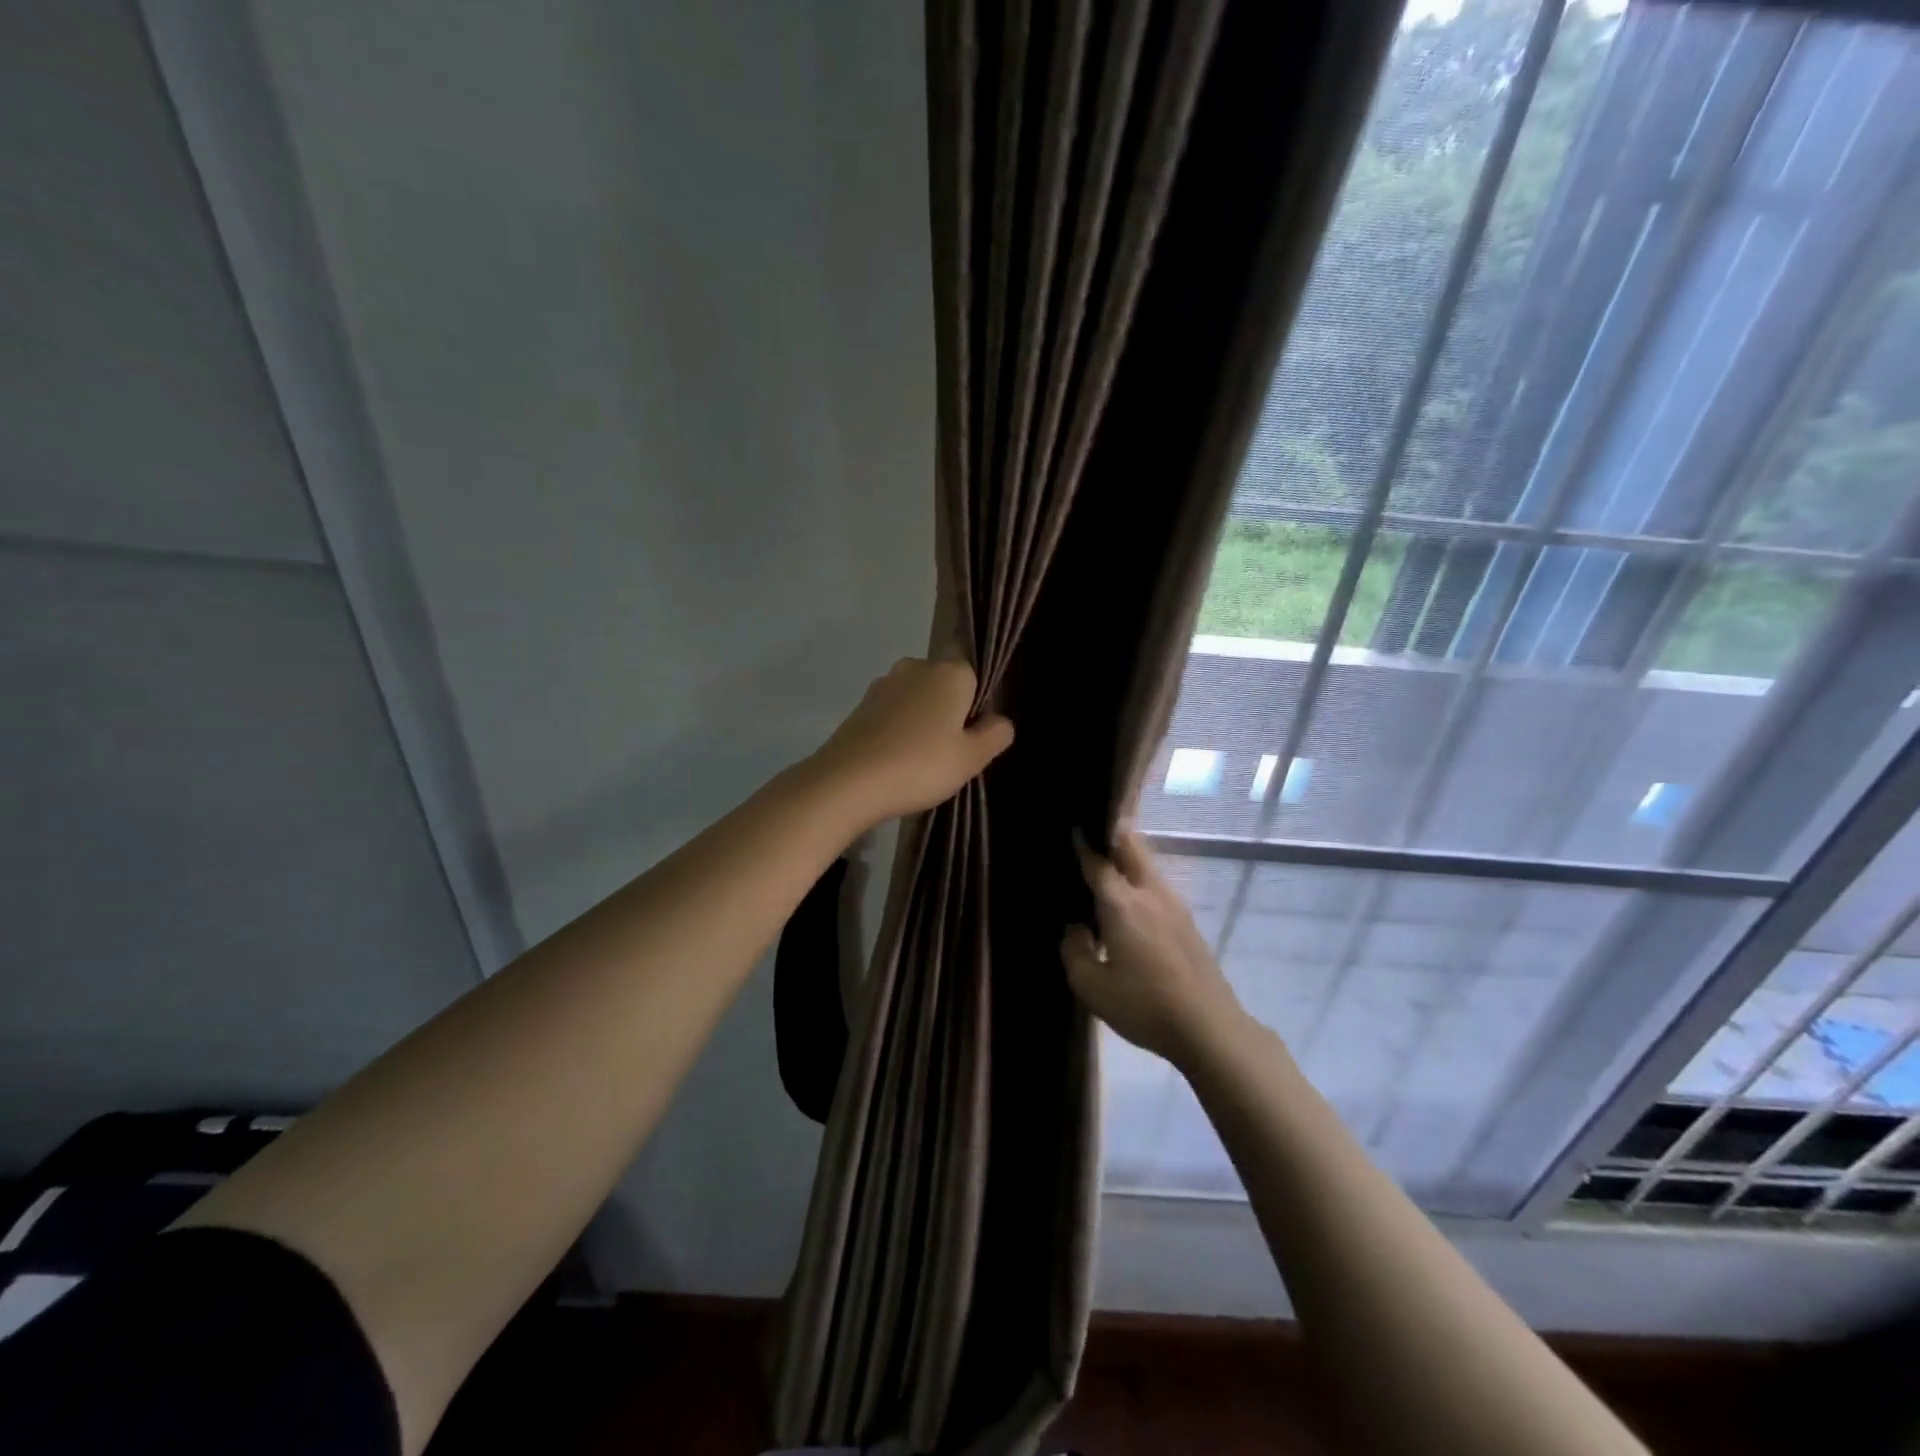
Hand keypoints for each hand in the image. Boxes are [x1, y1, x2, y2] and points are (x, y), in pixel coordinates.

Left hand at [811, 657, 1013, 826]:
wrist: (848, 781)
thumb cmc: (920, 765)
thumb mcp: (970, 758)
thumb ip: (993, 735)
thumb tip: (1001, 721)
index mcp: (949, 672)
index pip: (972, 662)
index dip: (977, 690)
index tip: (977, 723)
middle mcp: (915, 667)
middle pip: (942, 680)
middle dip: (949, 705)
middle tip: (953, 746)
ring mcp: (883, 684)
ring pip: (915, 695)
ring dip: (922, 717)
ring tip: (922, 757)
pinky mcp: (860, 705)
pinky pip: (891, 711)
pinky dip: (898, 727)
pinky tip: (897, 757)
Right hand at [1062, 830, 1243, 1065]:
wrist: (1209, 1028)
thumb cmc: (1144, 1006)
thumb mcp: (1092, 987)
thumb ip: (1074, 951)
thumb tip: (1076, 929)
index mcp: (1122, 904)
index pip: (1097, 863)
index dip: (1083, 846)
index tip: (1074, 829)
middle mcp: (1149, 894)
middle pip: (1132, 847)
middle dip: (1113, 835)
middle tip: (1094, 835)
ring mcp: (1174, 905)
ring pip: (1148, 865)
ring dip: (1128, 857)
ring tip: (1108, 868)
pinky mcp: (1188, 922)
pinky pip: (1157, 886)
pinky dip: (1140, 880)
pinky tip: (1130, 905)